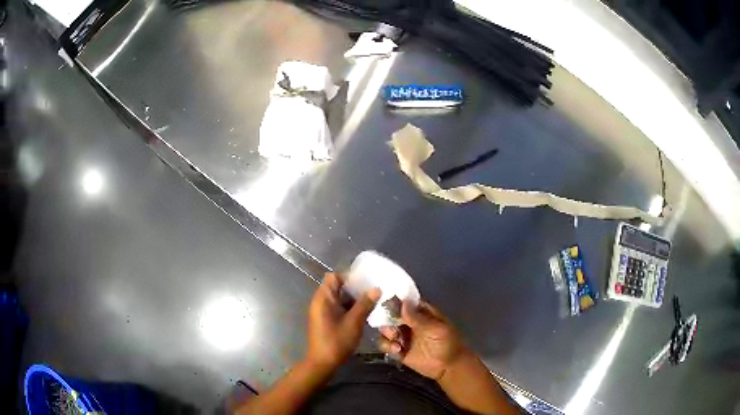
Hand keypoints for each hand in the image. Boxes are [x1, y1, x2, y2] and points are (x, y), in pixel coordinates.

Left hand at [306, 273, 380, 370]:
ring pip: (339, 298)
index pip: (334, 277)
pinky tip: (364, 313)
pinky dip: (349, 308)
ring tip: (372, 301)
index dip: (350, 276)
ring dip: (353, 299)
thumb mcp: (354, 322)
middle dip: (355, 288)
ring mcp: (322, 311)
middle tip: (373, 291)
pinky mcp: (325, 320)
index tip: (367, 281)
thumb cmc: (337, 341)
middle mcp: (320, 301)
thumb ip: (365, 304)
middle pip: (337, 287)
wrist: (323, 362)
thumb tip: (377, 288)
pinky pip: (338, 307)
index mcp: (323, 298)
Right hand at [377, 300, 466, 380]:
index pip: (405, 302)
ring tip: (395, 340)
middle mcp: (410, 322)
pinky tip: (397, 350)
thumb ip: (418, 318)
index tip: (385, 303)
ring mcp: (403, 336)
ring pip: (386, 329)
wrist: (448, 367)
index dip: (395, 301)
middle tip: (393, 328)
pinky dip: (387, 346)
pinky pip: (385, 344)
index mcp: (421, 313)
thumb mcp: (435, 329)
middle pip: (391, 314)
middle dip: (388, 319)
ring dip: (387, 333)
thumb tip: (403, 302)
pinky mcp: (398, 350)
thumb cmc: (447, 343)